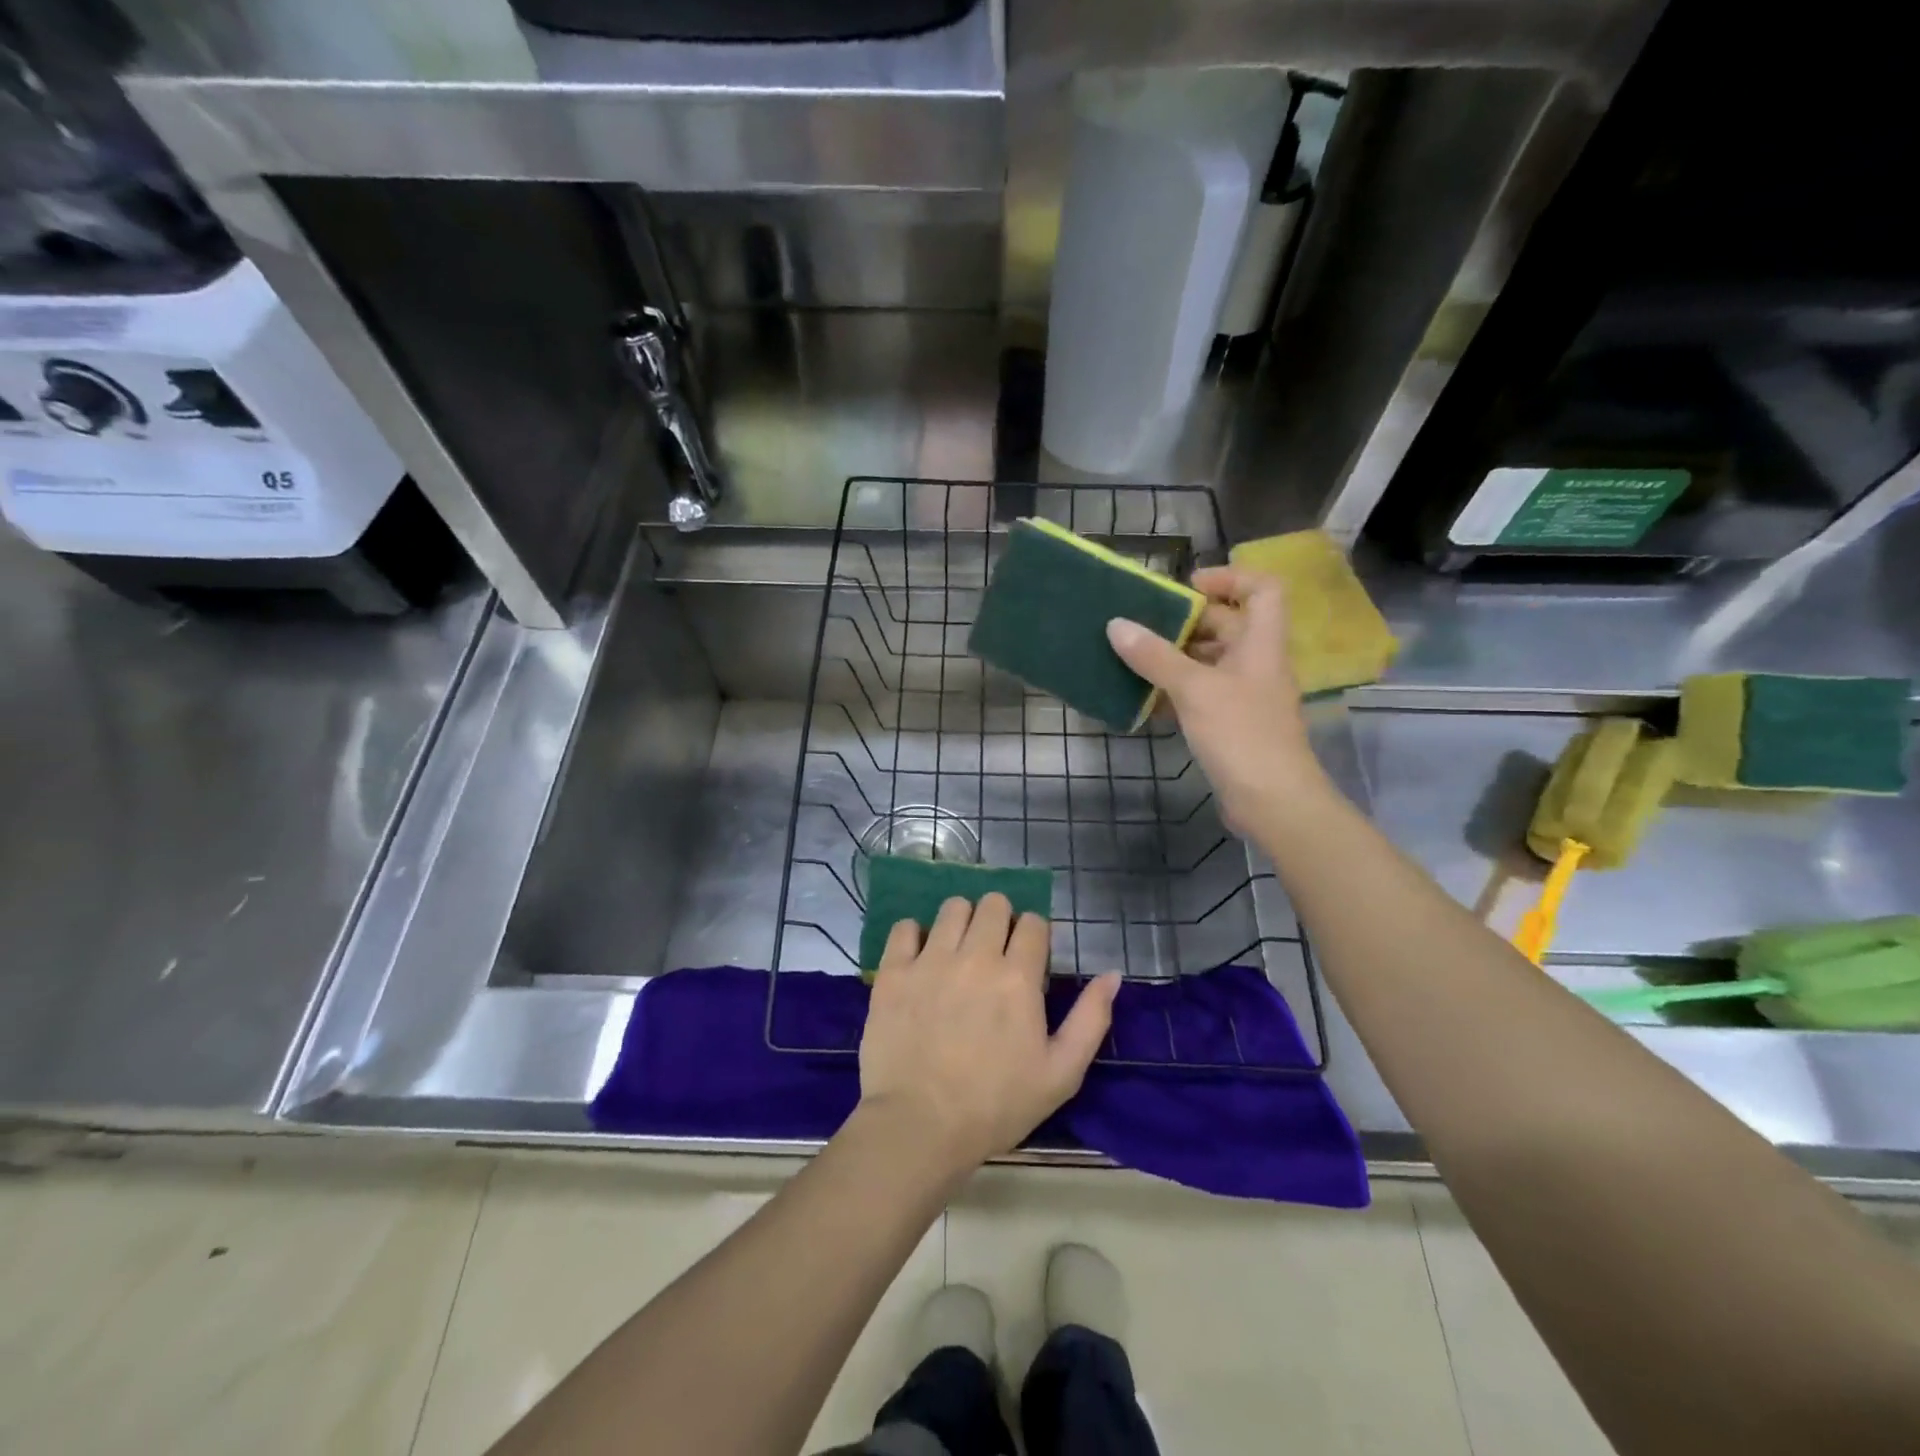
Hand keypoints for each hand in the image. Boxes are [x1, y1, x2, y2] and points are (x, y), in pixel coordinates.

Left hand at [858, 894, 1120, 1172]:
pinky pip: (905, 927)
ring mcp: (930, 960)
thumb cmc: (996, 1105)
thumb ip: (1091, 1019)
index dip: (1034, 936)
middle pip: (993, 904)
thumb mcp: (1061, 1073)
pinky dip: (914, 935)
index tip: (1027, 960)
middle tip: (993, 953)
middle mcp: (976, 956)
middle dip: (1000, 921)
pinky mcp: (894, 971)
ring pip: (952, 907)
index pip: (1033, 922)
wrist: (920, 1126)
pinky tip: (920, 959)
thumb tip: (1113, 975)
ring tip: (958, 952)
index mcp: (1018, 977)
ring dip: (961, 922)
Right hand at [1106, 565, 1323, 833]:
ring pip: (1212, 662)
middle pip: (1229, 625)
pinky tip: (1146, 700)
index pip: (1262, 589)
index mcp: (1262, 643)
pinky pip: (1204, 695)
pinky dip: (1177, 692)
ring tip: (1135, 659)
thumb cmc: (1241, 734)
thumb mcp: (1194, 689)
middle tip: (1144, 625)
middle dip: (1188, 622)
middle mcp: (1258, 663)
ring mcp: (1247, 696)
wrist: (1272, 801)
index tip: (1187, 587)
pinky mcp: (1234, 725)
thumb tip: (1116, 624)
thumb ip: (1155, 656)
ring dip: (1177, 658)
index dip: (1229, 578)